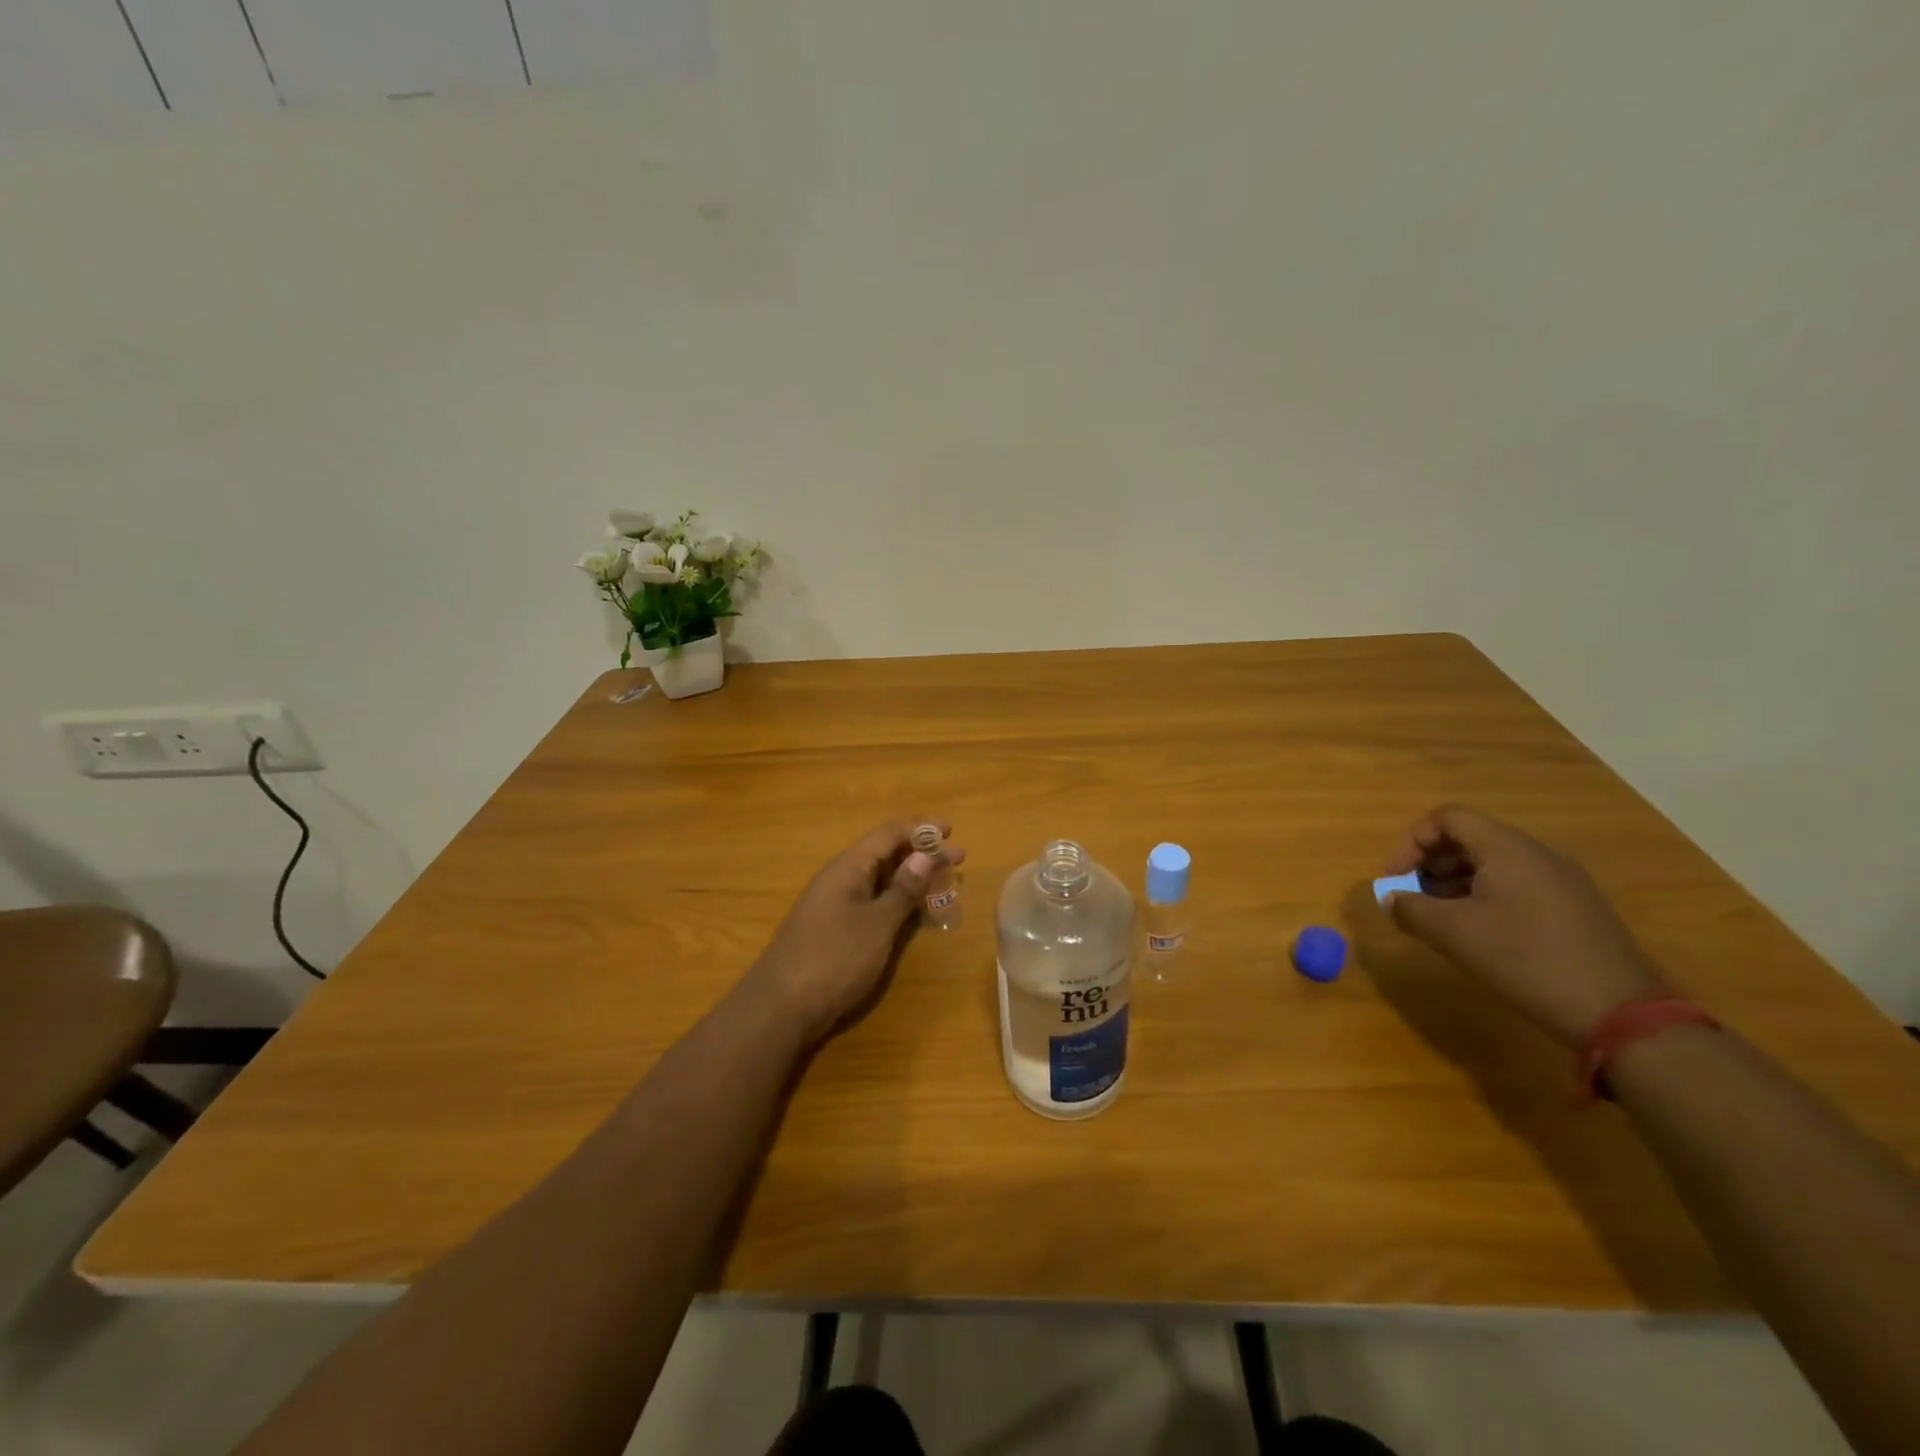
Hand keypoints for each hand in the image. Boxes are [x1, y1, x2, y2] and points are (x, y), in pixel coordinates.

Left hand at [748, 820, 965, 1041]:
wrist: (782, 1007)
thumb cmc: (835, 958)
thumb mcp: (877, 923)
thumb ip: (903, 890)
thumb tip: (924, 856)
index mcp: (848, 867)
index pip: (888, 834)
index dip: (920, 828)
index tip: (951, 830)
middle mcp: (841, 879)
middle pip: (886, 854)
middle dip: (922, 854)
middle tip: (959, 859)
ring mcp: (837, 905)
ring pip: (881, 880)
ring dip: (913, 879)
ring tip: (945, 882)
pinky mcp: (836, 929)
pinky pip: (873, 903)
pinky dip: (898, 901)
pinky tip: (917, 913)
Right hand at [1382, 805, 1668, 1046]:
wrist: (1619, 1013)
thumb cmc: (1525, 959)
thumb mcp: (1453, 934)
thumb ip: (1410, 909)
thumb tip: (1391, 899)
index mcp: (1508, 848)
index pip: (1448, 818)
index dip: (1411, 842)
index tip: (1394, 879)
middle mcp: (1538, 854)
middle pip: (1470, 838)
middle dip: (1430, 863)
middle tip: (1411, 897)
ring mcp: (1562, 881)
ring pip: (1493, 863)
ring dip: (1454, 882)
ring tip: (1438, 917)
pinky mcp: (1575, 908)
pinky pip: (1517, 885)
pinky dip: (1484, 896)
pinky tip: (1477, 932)